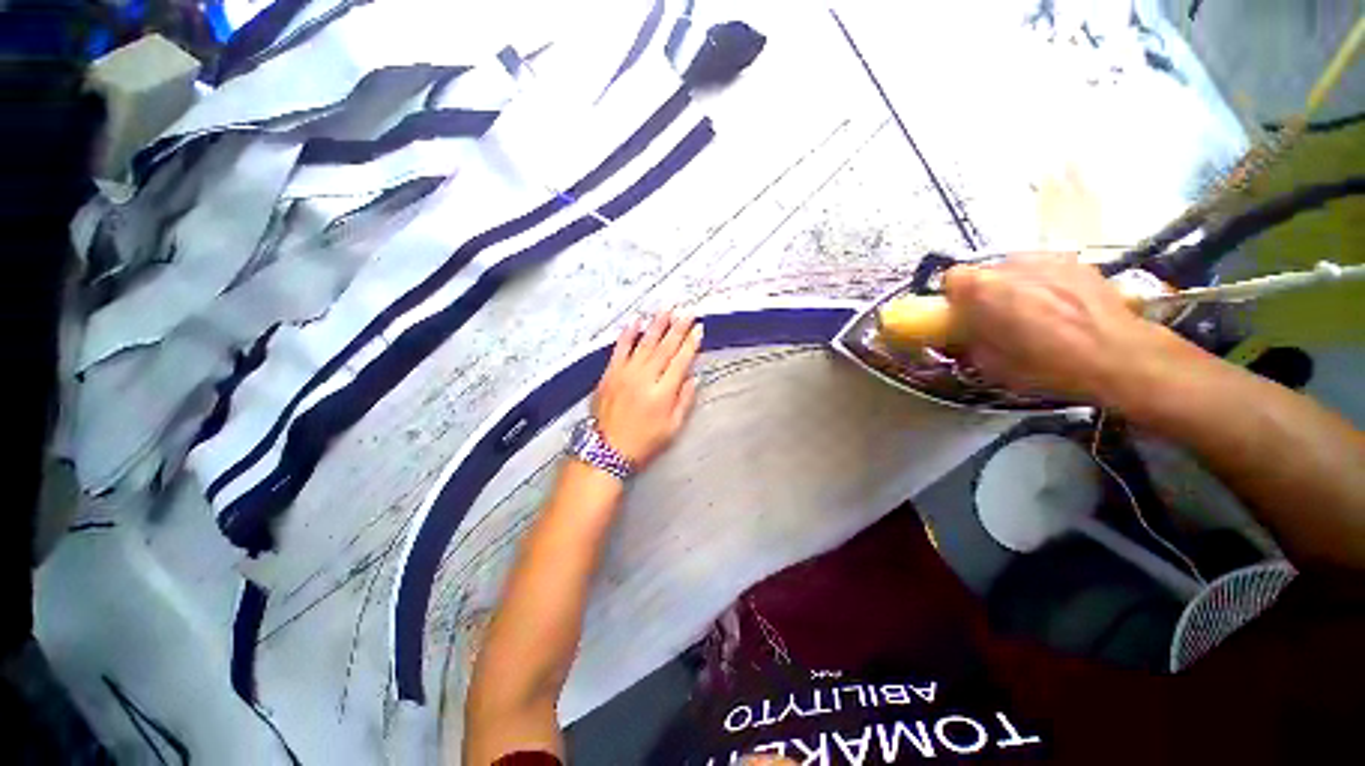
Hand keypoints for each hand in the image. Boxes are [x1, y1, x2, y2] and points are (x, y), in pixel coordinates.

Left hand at [592, 310, 701, 466]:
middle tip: (687, 311)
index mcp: (663, 393)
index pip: (681, 361)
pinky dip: (628, 334)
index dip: (691, 343)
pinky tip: (636, 321)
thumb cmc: (644, 442)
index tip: (699, 328)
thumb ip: (684, 401)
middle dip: (678, 328)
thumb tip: (693, 377)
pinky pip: (620, 349)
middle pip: (665, 348)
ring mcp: (625, 374)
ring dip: (657, 325)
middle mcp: (645, 378)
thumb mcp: (672, 428)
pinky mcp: (609, 374)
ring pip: (644, 343)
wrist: (607, 450)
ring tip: (666, 309)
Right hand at [942, 253, 1172, 401]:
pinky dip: (1044, 282)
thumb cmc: (1046, 366)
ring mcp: (1048, 259)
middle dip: (985, 292)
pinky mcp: (1078, 261)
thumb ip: (967, 341)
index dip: (954, 298)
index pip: (951, 278)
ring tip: (1034, 312)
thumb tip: (962, 334)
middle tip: (997, 319)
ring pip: (1016, 268)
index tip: (963, 316)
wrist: (1119, 358)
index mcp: (983, 289)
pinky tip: (1062, 306)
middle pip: (985, 272)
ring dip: (1015, 286)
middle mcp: (1011, 264)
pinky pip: (1046, 269)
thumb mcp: (989, 365)